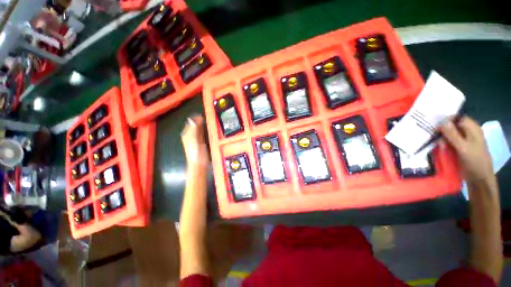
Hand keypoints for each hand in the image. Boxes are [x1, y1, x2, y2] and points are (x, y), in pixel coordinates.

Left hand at [181, 116, 209, 166]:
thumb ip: (193, 130)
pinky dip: (204, 130)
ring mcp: (196, 139)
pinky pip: (202, 133)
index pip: (190, 123)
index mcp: (187, 134)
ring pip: (199, 129)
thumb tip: (191, 119)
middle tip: (207, 116)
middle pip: (195, 126)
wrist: (199, 163)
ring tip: (208, 120)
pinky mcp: (201, 142)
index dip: (195, 118)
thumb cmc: (196, 152)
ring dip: (203, 125)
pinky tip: (208, 128)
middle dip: (200, 121)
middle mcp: (190, 135)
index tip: (202, 114)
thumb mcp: (194, 140)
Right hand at [440, 116, 492, 181]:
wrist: (479, 178)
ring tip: (440, 147)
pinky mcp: (460, 147)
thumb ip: (453, 134)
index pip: (457, 118)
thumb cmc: (474, 161)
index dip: (446, 119)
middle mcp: (468, 132)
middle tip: (436, 139)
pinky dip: (443, 144)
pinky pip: (449, 141)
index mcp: (473, 129)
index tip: (434, 125)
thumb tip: (442, 121)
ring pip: (449, 134)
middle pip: (452, 126)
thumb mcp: (463, 148)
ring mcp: (464, 140)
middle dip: (442, 131)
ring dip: (442, 139)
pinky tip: (441, 148)